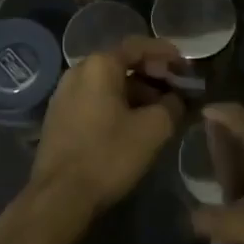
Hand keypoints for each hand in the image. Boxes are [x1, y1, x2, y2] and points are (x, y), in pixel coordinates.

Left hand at [27, 36, 185, 217]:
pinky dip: (117, 103)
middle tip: (175, 88)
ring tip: (159, 109)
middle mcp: (78, 71)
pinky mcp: (58, 116)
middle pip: (121, 63)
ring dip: (135, 91)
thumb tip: (176, 98)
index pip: (137, 46)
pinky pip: (94, 98)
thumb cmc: (108, 155)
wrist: (58, 197)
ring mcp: (64, 94)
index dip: (165, 52)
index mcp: (99, 65)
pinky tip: (132, 123)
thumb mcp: (152, 130)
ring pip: (107, 83)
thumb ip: (172, 106)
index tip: (185, 65)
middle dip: (151, 74)